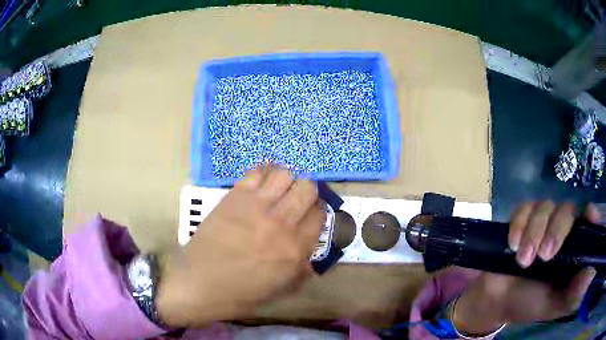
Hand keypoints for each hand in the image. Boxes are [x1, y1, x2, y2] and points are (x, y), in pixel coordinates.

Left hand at [155, 165, 325, 326]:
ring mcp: (257, 206)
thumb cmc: (241, 293)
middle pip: (307, 188)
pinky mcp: (235, 196)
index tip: (310, 215)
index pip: (320, 215)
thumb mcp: (281, 289)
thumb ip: (302, 270)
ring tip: (278, 189)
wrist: (200, 283)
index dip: (318, 212)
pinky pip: (257, 171)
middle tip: (296, 201)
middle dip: (307, 193)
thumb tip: (311, 254)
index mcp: (296, 249)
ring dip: (287, 180)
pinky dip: (264, 172)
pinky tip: (261, 182)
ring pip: (285, 174)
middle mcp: (281, 223)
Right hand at [453, 201, 599, 333]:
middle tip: (543, 257)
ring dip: (533, 231)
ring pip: (544, 206)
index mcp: (572, 248)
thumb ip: (573, 293)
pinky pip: (523, 208)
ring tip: (522, 260)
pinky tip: (512, 244)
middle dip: (556, 229)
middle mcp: (561, 230)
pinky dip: (518, 223)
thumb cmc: (530, 305)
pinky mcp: (522, 221)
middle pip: (566, 210)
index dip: (590, 215)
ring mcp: (541, 223)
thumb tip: (590, 273)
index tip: (589, 215)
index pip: (587, 221)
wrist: (498, 302)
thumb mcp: (554, 305)